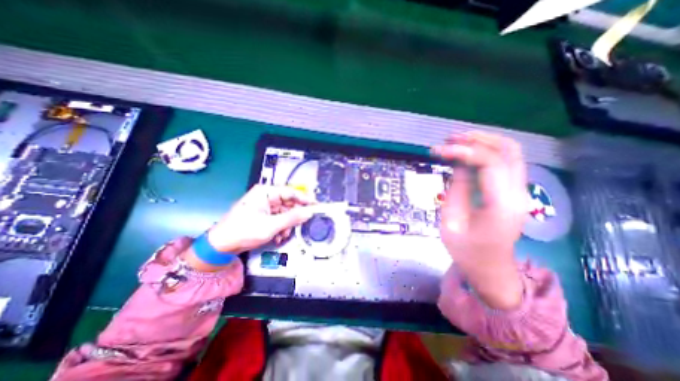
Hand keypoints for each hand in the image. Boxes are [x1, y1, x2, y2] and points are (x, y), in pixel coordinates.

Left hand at [182, 185, 317, 270]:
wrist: (220, 246)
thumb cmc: (243, 231)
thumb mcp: (270, 225)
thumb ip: (292, 218)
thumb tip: (310, 212)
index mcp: (266, 192)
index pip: (291, 192)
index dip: (305, 199)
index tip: (316, 206)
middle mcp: (266, 196)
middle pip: (289, 203)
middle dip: (294, 216)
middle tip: (301, 225)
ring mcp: (265, 206)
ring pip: (285, 212)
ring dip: (287, 225)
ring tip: (283, 235)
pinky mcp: (264, 214)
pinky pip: (279, 218)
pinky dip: (281, 227)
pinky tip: (278, 237)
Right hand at [432, 130, 527, 309]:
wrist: (491, 270)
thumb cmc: (467, 251)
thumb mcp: (452, 221)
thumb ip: (457, 189)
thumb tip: (457, 164)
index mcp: (501, 205)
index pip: (489, 163)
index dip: (462, 151)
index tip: (438, 151)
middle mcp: (518, 193)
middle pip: (508, 150)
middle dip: (477, 139)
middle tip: (449, 139)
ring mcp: (520, 192)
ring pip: (510, 153)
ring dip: (483, 141)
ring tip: (457, 141)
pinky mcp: (513, 192)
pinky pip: (505, 162)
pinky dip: (487, 151)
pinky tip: (468, 153)